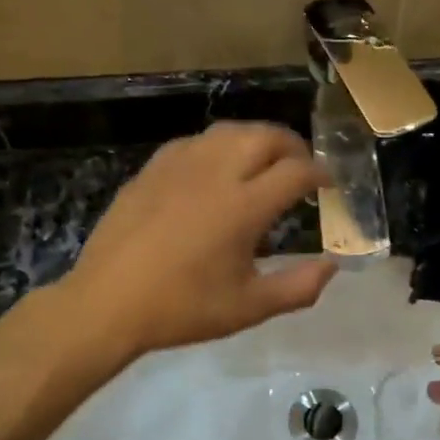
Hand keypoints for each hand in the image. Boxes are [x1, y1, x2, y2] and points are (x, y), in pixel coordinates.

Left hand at [63, 123, 336, 355]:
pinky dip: (218, 146)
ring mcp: (179, 166)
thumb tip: (332, 266)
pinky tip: (214, 167)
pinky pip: (194, 141)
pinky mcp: (151, 169)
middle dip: (292, 145)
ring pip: (228, 131)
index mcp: (243, 206)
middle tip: (301, 165)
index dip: (321, 173)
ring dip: (255, 139)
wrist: (107, 303)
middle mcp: (215, 173)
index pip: (296, 172)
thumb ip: (298, 287)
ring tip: (263, 161)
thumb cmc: (182, 308)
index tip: (329, 184)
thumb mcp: (248, 308)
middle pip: (265, 136)